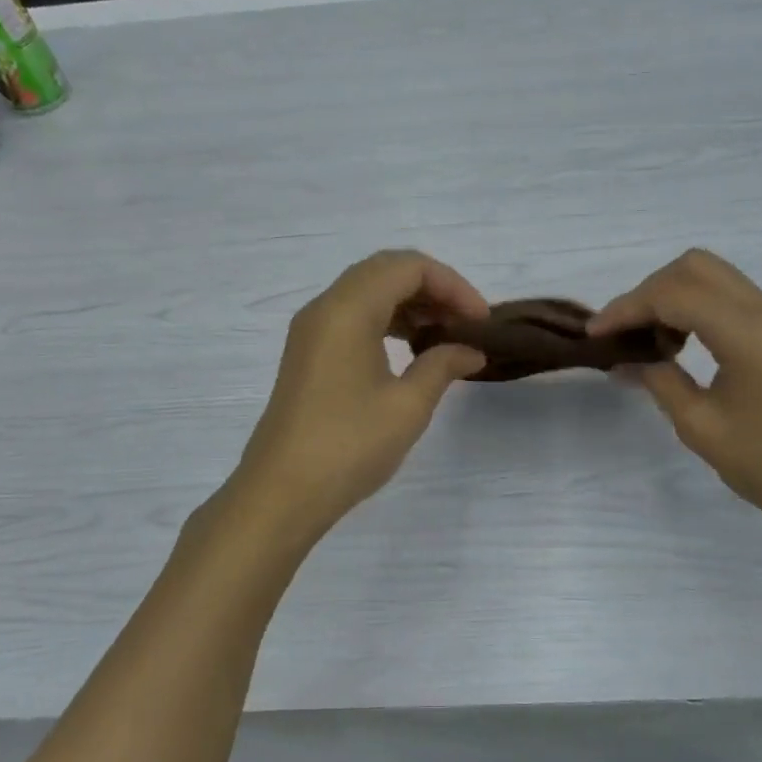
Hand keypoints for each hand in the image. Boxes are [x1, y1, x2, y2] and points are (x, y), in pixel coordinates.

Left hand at [232, 250, 487, 541]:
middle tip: (465, 323)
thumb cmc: (348, 446)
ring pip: (368, 292)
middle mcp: (325, 308)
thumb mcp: (408, 406)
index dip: (452, 285)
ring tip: (444, 336)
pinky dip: (387, 321)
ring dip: (410, 304)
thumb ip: (443, 365)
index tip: (480, 321)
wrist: (281, 493)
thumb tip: (470, 350)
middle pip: (386, 271)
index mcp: (348, 310)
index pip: (408, 267)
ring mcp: (311, 330)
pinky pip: (353, 316)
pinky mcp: (308, 353)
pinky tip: (410, 351)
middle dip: (433, 288)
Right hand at [592, 250, 761, 542]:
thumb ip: (660, 383)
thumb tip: (626, 362)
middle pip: (694, 267)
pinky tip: (683, 347)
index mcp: (746, 332)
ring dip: (673, 297)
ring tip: (653, 344)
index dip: (626, 308)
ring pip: (713, 277)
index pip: (673, 294)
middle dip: (649, 292)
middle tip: (626, 333)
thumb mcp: (702, 428)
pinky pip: (730, 298)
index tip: (595, 334)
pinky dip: (696, 308)